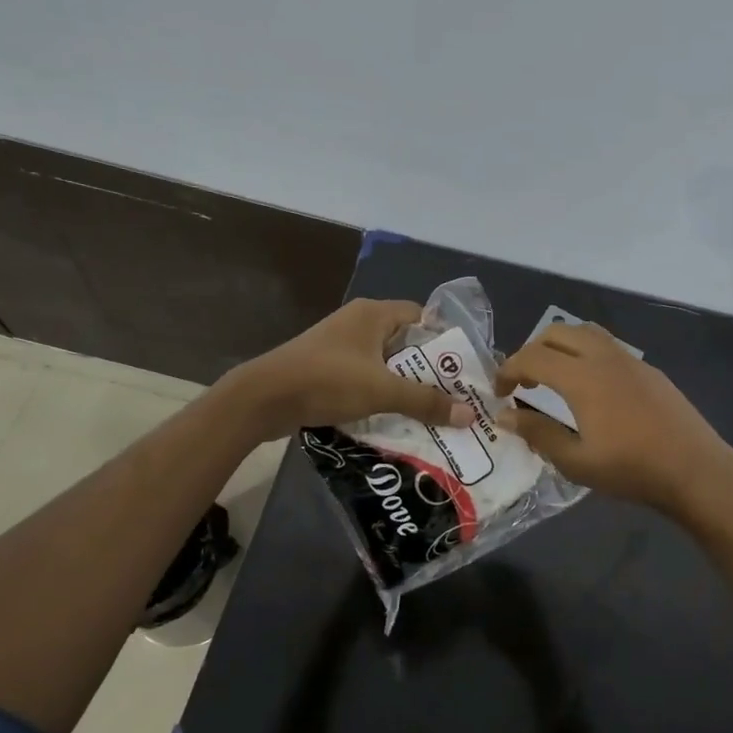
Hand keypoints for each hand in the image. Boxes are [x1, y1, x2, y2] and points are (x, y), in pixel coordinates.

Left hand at [223, 299, 477, 439]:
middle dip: (428, 370)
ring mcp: (340, 346)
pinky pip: (364, 378)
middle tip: (454, 395)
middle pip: (405, 343)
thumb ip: (426, 401)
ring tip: (431, 411)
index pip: (421, 316)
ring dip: (404, 386)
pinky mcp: (327, 369)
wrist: (263, 399)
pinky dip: (380, 395)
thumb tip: (469, 415)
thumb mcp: (382, 391)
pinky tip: (395, 418)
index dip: (444, 339)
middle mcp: (358, 323)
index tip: (463, 368)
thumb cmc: (327, 381)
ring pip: (384, 364)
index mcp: (373, 314)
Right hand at [495, 321, 732, 513]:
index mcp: (582, 377)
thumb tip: (506, 417)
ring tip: (553, 378)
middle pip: (557, 333)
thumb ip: (538, 434)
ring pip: (585, 332)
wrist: (695, 469)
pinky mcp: (648, 369)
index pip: (532, 357)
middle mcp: (604, 357)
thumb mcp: (576, 461)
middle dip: (532, 351)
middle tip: (523, 383)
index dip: (508, 371)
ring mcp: (630, 359)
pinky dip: (585, 353)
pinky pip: (607, 345)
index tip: (499, 393)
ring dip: (560, 346)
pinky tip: (590, 388)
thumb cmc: (632, 470)